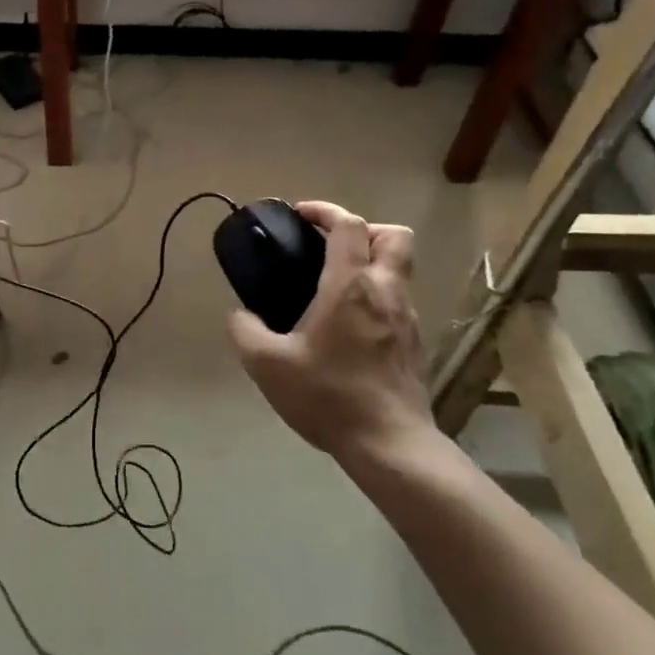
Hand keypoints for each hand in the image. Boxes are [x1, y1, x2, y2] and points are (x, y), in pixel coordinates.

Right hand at [226, 202, 431, 465]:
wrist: (390, 444)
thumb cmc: (328, 395)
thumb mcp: (267, 364)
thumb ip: (244, 330)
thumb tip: (239, 315)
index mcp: (350, 285)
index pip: (348, 225)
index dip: (325, 211)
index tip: (301, 215)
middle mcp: (386, 292)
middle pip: (394, 236)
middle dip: (364, 229)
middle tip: (331, 248)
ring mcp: (407, 318)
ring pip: (399, 269)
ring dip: (371, 264)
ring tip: (334, 288)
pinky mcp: (415, 343)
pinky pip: (398, 302)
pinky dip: (376, 297)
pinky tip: (349, 327)